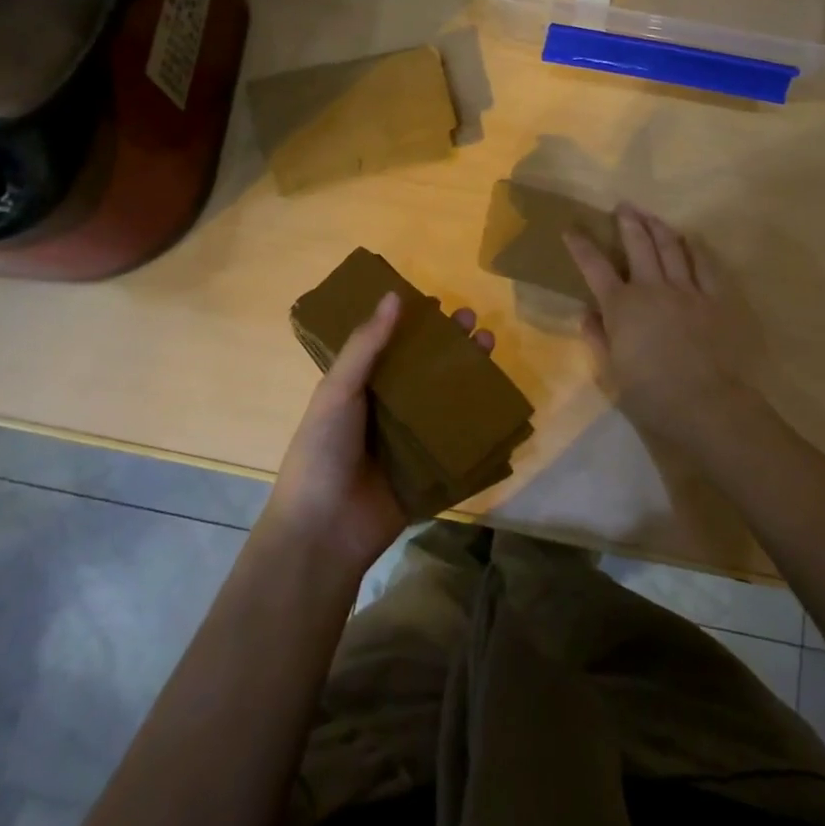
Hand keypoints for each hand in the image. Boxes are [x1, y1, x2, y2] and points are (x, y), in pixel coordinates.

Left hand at [263, 291, 496, 578]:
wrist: (324, 531)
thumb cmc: (323, 450)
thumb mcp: (338, 390)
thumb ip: (365, 345)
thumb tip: (394, 295)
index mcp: (361, 387)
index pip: (393, 346)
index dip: (416, 324)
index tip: (441, 304)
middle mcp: (387, 409)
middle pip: (426, 369)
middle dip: (451, 345)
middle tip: (475, 323)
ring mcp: (410, 441)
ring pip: (446, 400)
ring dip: (469, 375)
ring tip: (491, 347)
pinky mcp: (430, 470)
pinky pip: (458, 441)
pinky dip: (478, 422)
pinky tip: (501, 401)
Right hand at [565, 205, 747, 449]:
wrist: (705, 404)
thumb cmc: (650, 394)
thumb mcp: (612, 371)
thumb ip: (598, 337)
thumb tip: (587, 314)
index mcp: (621, 306)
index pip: (595, 267)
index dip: (581, 245)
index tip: (571, 229)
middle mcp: (652, 288)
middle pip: (638, 245)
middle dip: (627, 222)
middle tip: (622, 206)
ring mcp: (687, 290)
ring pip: (671, 248)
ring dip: (658, 227)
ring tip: (650, 215)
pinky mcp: (715, 299)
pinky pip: (705, 265)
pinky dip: (695, 249)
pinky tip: (690, 240)